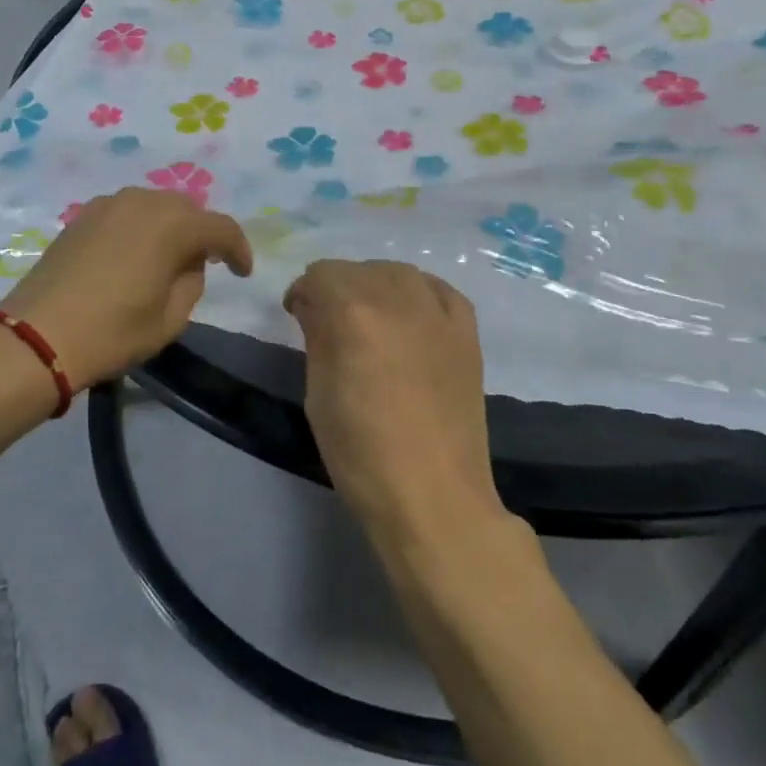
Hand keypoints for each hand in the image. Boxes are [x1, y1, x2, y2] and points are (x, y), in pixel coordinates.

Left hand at [2, 188, 252, 390]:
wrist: (37, 336)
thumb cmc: (112, 332)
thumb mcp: (171, 319)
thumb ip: (192, 283)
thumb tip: (188, 264)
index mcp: (172, 225)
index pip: (221, 228)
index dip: (238, 249)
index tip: (242, 273)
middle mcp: (143, 202)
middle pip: (187, 209)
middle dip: (202, 233)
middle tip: (204, 264)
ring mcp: (109, 204)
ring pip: (155, 206)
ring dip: (169, 227)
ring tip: (167, 258)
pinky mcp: (82, 216)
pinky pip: (126, 212)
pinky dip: (140, 227)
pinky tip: (133, 254)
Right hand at [283, 260, 504, 545]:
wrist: (433, 496)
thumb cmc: (361, 453)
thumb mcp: (319, 393)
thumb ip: (316, 336)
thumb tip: (313, 306)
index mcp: (354, 313)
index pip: (321, 274)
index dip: (304, 292)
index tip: (298, 316)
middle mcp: (399, 299)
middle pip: (358, 269)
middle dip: (336, 288)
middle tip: (329, 322)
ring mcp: (439, 314)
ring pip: (399, 273)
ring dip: (376, 285)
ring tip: (370, 318)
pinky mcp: (467, 332)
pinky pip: (439, 290)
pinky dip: (419, 293)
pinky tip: (411, 316)